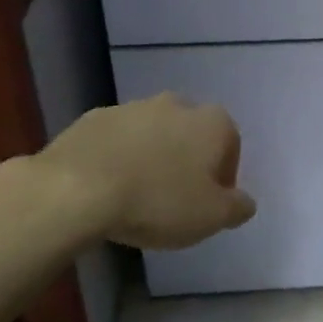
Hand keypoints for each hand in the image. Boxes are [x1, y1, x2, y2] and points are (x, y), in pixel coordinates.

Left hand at [35, 94, 255, 248]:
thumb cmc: (158, 201)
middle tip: (173, 200)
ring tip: (137, 197)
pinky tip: (106, 188)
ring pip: (153, 134)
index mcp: (212, 123)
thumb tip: (244, 202)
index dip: (222, 178)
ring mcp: (133, 107)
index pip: (230, 146)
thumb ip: (237, 208)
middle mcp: (177, 104)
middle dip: (187, 162)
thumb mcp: (211, 217)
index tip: (207, 205)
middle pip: (191, 135)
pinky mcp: (95, 117)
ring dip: (151, 158)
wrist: (78, 188)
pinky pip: (117, 139)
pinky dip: (117, 157)